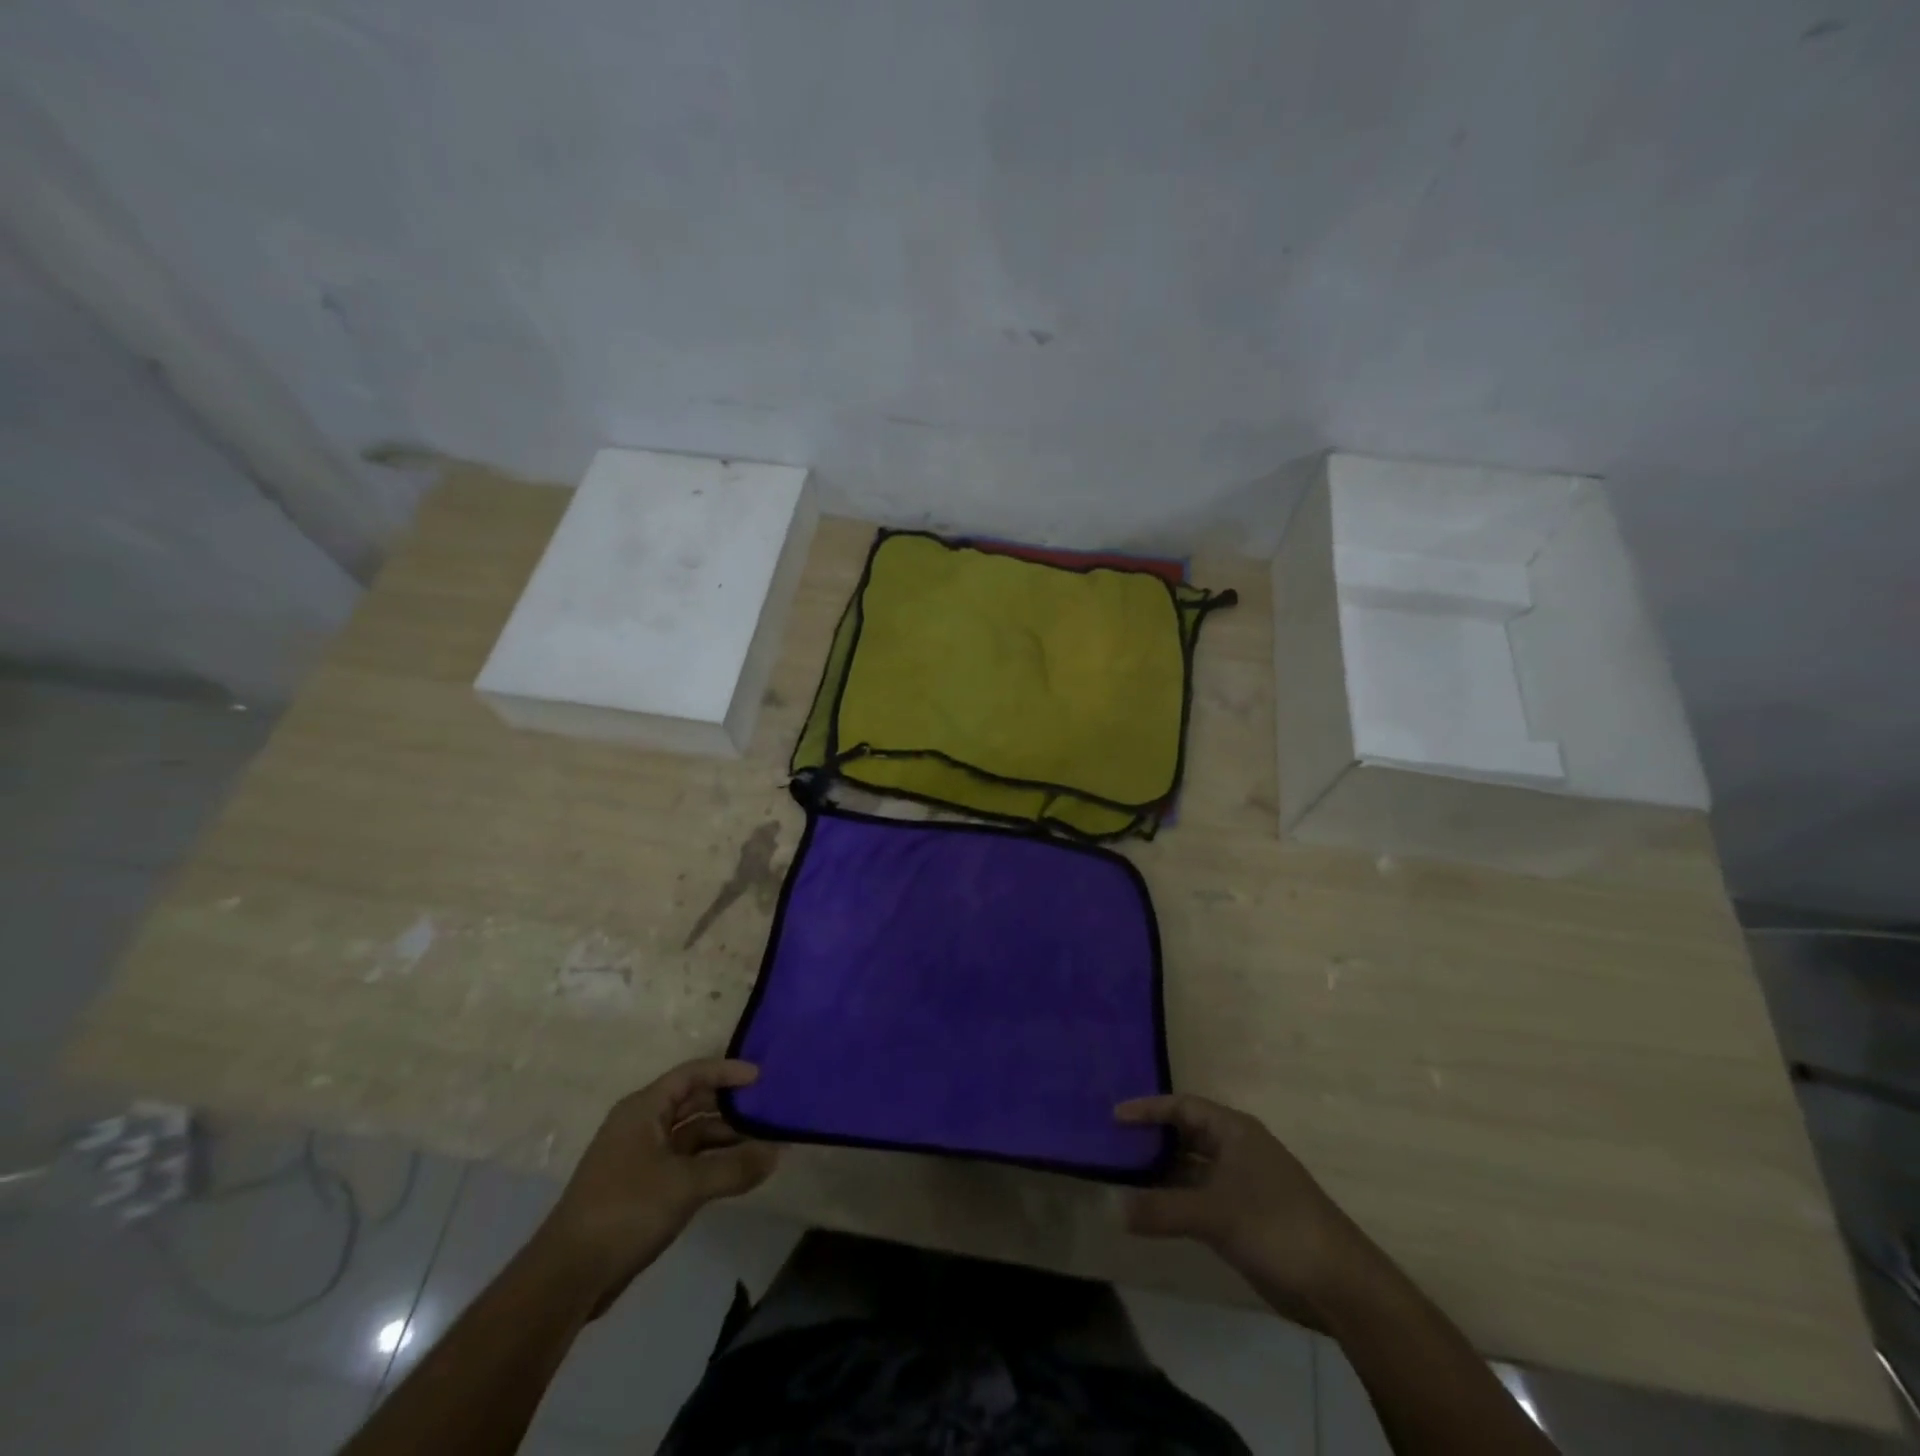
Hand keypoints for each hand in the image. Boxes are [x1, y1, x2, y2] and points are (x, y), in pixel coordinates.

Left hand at [536, 1059, 778, 1311]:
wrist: (566, 1278)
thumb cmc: (625, 1211)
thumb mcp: (686, 1185)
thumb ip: (734, 1167)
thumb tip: (778, 1152)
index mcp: (643, 1109)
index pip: (692, 1074)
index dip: (727, 1072)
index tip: (761, 1078)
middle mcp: (641, 1125)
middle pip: (693, 1103)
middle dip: (730, 1107)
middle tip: (767, 1111)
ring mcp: (640, 1158)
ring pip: (690, 1136)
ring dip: (724, 1139)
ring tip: (762, 1145)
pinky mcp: (641, 1189)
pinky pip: (685, 1163)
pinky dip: (711, 1164)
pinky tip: (736, 1174)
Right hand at [1116, 1094, 1370, 1319]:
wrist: (1339, 1285)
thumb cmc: (1276, 1226)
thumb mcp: (1214, 1214)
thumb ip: (1161, 1209)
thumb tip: (1113, 1207)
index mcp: (1234, 1130)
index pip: (1182, 1106)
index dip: (1148, 1109)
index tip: (1114, 1116)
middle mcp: (1238, 1149)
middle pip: (1186, 1134)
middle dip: (1152, 1139)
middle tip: (1113, 1145)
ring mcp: (1243, 1184)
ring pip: (1193, 1168)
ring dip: (1162, 1172)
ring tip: (1123, 1176)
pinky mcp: (1246, 1217)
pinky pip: (1201, 1197)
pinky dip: (1177, 1200)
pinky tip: (1153, 1210)